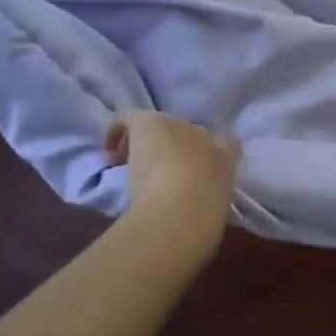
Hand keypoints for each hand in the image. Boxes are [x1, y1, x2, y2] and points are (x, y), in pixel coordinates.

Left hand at [105, 113, 240, 223]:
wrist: (184, 207)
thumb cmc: (203, 216)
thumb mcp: (215, 210)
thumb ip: (209, 200)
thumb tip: (198, 206)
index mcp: (227, 155)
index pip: (224, 143)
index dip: (204, 154)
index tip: (191, 173)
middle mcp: (204, 135)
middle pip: (186, 133)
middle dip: (171, 149)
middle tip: (156, 174)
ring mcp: (176, 126)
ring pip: (157, 128)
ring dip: (145, 145)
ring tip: (131, 167)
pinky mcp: (148, 123)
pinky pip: (128, 119)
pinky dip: (117, 131)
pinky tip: (108, 152)